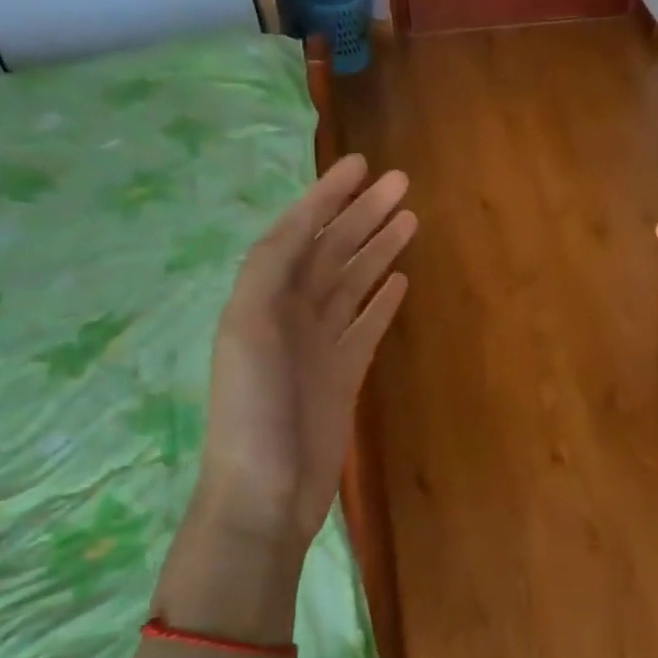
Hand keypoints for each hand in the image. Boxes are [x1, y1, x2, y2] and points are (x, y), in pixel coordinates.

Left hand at [198, 154, 414, 545]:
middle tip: (402, 185)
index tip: (361, 165)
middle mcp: (290, 313)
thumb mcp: (247, 332)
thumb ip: (269, 275)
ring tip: (410, 220)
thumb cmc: (252, 413)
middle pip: (331, 252)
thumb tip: (302, 227)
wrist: (265, 493)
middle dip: (362, 215)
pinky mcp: (343, 374)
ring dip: (377, 251)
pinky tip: (400, 280)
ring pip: (352, 284)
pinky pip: (365, 326)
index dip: (326, 197)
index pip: (298, 232)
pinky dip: (381, 301)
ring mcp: (319, 345)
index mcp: (261, 298)